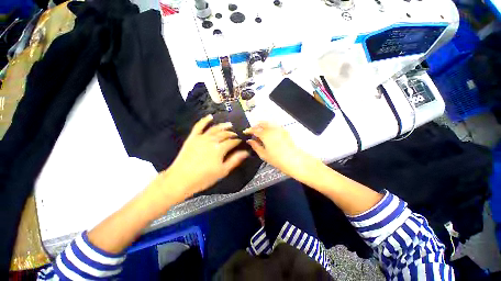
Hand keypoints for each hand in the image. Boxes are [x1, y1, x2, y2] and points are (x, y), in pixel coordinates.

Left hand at [161, 115, 249, 197]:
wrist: (180, 179)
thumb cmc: (204, 177)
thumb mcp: (222, 171)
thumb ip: (235, 160)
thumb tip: (246, 152)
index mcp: (220, 149)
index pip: (232, 142)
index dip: (237, 141)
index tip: (241, 141)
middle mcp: (212, 140)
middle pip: (224, 134)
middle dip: (231, 133)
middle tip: (236, 134)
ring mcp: (201, 137)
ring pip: (214, 129)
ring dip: (223, 126)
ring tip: (229, 124)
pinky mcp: (192, 137)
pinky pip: (199, 126)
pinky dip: (205, 120)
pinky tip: (210, 116)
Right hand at [244, 122, 313, 177]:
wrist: (294, 160)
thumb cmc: (277, 159)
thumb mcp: (263, 154)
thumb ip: (255, 146)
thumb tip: (249, 140)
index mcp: (265, 135)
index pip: (254, 129)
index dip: (249, 130)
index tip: (245, 132)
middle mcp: (272, 129)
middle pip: (261, 123)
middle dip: (256, 126)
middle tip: (253, 131)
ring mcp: (279, 129)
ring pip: (268, 123)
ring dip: (263, 125)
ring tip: (260, 132)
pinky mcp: (284, 131)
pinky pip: (275, 126)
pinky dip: (270, 127)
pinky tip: (269, 133)